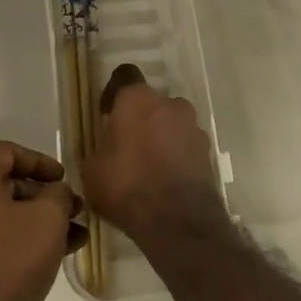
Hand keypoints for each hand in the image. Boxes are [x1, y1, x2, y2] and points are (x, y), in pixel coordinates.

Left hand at [0, 141, 79, 300]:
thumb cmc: (6, 265)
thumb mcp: (47, 221)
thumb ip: (58, 195)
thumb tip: (57, 192)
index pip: (9, 153)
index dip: (43, 164)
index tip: (66, 180)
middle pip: (2, 182)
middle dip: (42, 196)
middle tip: (72, 211)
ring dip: (32, 220)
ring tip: (71, 237)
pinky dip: (12, 237)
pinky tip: (48, 255)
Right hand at [85, 64, 226, 247]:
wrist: (179, 223)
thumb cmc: (127, 186)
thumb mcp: (92, 170)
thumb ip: (99, 150)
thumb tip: (104, 152)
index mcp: (137, 99)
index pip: (124, 77)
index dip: (114, 94)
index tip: (107, 114)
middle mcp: (170, 104)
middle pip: (151, 103)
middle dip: (140, 119)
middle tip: (127, 146)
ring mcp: (193, 128)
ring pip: (171, 124)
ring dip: (161, 138)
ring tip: (148, 168)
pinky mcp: (208, 154)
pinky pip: (185, 148)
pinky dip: (176, 158)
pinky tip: (164, 182)